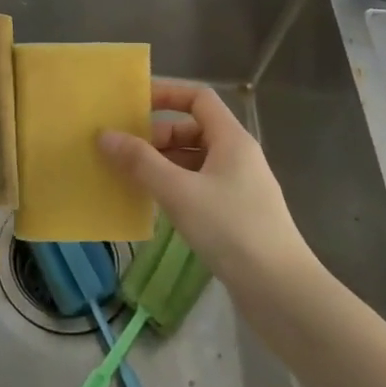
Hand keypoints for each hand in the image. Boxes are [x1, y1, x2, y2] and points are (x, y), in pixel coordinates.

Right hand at [98, 80, 316, 290]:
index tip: (133, 104)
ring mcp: (239, 186)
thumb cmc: (231, 229)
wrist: (281, 292)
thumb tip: (104, 135)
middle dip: (157, 136)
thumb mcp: (179, 192)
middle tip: (124, 152)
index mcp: (231, 139)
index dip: (167, 94)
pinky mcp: (236, 214)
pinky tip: (154, 205)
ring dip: (163, 164)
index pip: (198, 98)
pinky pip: (198, 186)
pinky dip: (174, 187)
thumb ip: (140, 162)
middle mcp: (237, 156)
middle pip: (193, 129)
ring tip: (130, 178)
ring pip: (194, 161)